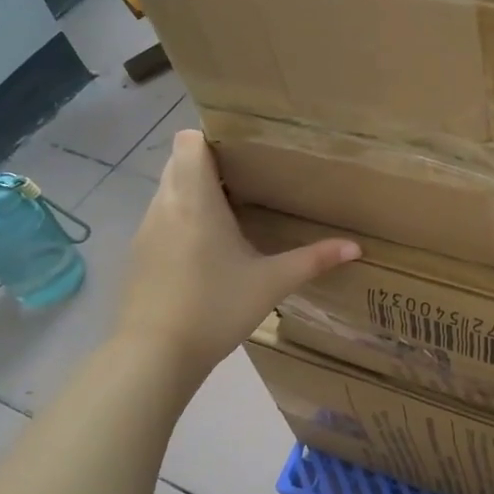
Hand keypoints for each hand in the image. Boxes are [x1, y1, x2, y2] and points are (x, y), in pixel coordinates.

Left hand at [116, 131, 358, 372]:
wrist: (154, 356)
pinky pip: (160, 217)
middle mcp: (164, 205)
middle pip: (178, 162)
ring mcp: (145, 230)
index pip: (188, 140)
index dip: (211, 137)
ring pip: (167, 190)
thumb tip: (356, 247)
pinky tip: (206, 248)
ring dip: (193, 191)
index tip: (243, 152)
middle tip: (248, 179)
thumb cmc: (215, 308)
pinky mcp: (138, 255)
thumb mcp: (272, 283)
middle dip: (208, 163)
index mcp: (195, 200)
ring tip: (231, 211)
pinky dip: (181, 218)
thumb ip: (314, 259)